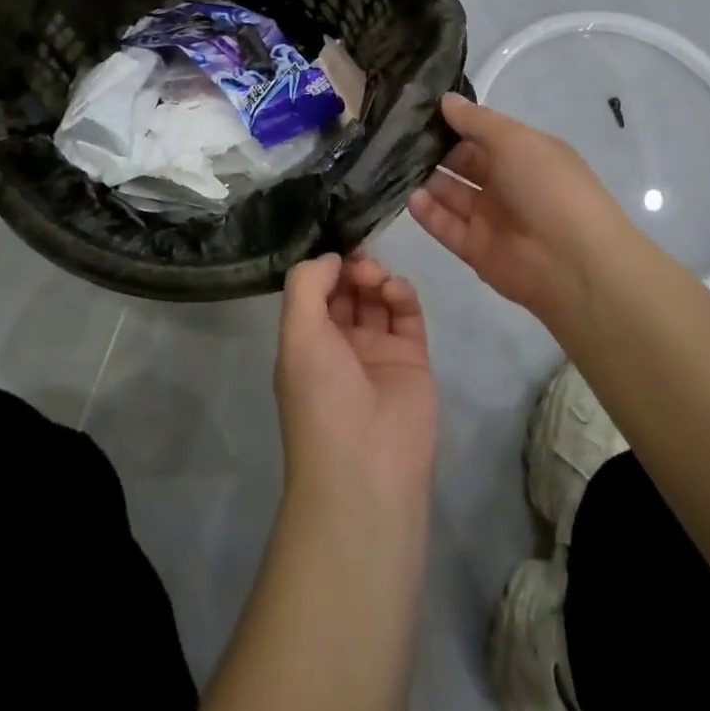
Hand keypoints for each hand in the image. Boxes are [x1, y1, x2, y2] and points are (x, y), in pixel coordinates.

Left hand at [274, 252, 435, 514]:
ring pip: (377, 298)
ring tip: (375, 278)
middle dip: (352, 267)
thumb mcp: (297, 336)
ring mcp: (377, 351)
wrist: (367, 466)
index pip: (316, 292)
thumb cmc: (321, 397)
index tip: (337, 244)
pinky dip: (402, 295)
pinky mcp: (412, 358)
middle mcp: (340, 344)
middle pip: (348, 291)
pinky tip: (393, 290)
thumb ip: (308, 286)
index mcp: (306, 342)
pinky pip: (407, 315)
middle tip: (359, 257)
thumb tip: (331, 257)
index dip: (325, 266)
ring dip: (376, 277)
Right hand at [409, 92, 631, 326]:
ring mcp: (491, 218)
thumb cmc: (548, 187)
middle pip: (464, 164)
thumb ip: (477, 121)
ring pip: (452, 195)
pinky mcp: (476, 249)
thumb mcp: (515, 140)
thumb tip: (446, 100)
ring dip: (428, 180)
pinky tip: (411, 197)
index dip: (455, 123)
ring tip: (394, 164)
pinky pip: (447, 226)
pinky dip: (429, 213)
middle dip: (435, 151)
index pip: (484, 135)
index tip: (419, 110)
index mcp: (525, 154)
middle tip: (396, 136)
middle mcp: (508, 184)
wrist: (572, 262)